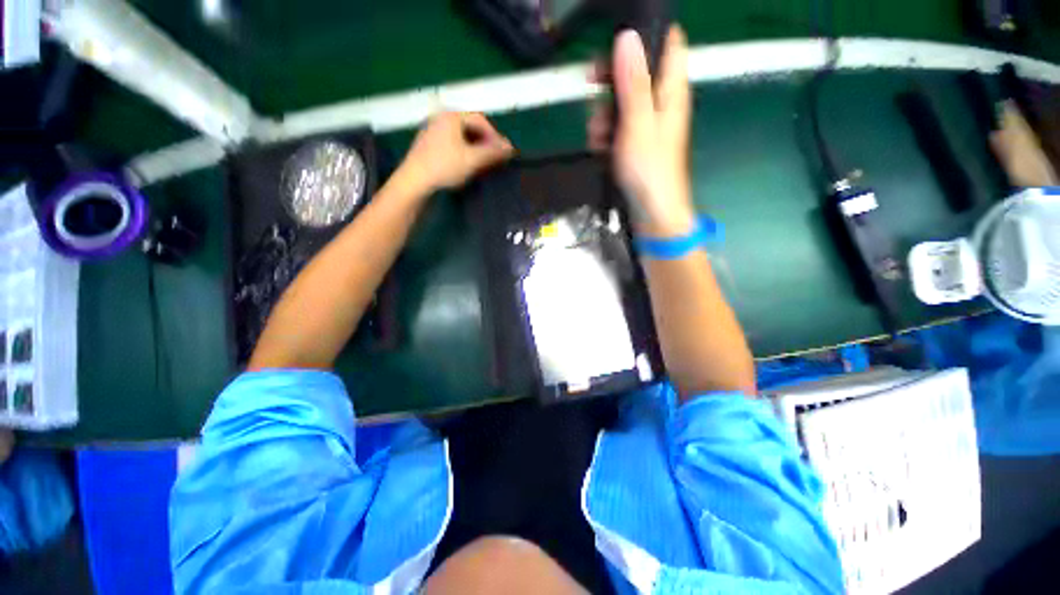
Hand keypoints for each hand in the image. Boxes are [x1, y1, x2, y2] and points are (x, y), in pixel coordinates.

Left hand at [398, 112, 514, 193]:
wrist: (414, 180)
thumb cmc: (445, 166)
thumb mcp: (472, 160)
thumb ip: (492, 152)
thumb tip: (511, 147)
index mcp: (452, 116)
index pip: (481, 120)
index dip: (495, 135)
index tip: (502, 151)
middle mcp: (441, 118)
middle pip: (470, 126)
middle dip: (485, 141)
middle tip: (493, 157)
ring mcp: (432, 130)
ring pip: (461, 135)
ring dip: (475, 147)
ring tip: (482, 162)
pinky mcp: (428, 143)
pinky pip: (452, 142)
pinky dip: (463, 150)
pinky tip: (465, 163)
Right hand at [589, 26, 694, 236]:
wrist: (651, 212)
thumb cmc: (649, 171)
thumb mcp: (638, 124)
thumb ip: (634, 82)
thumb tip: (628, 37)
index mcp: (671, 90)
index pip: (667, 43)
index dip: (644, 36)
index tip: (616, 44)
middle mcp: (661, 102)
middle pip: (636, 72)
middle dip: (611, 80)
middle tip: (592, 87)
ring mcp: (647, 124)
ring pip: (622, 101)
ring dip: (603, 113)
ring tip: (598, 136)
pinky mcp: (636, 143)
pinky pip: (618, 126)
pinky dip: (606, 134)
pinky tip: (600, 147)